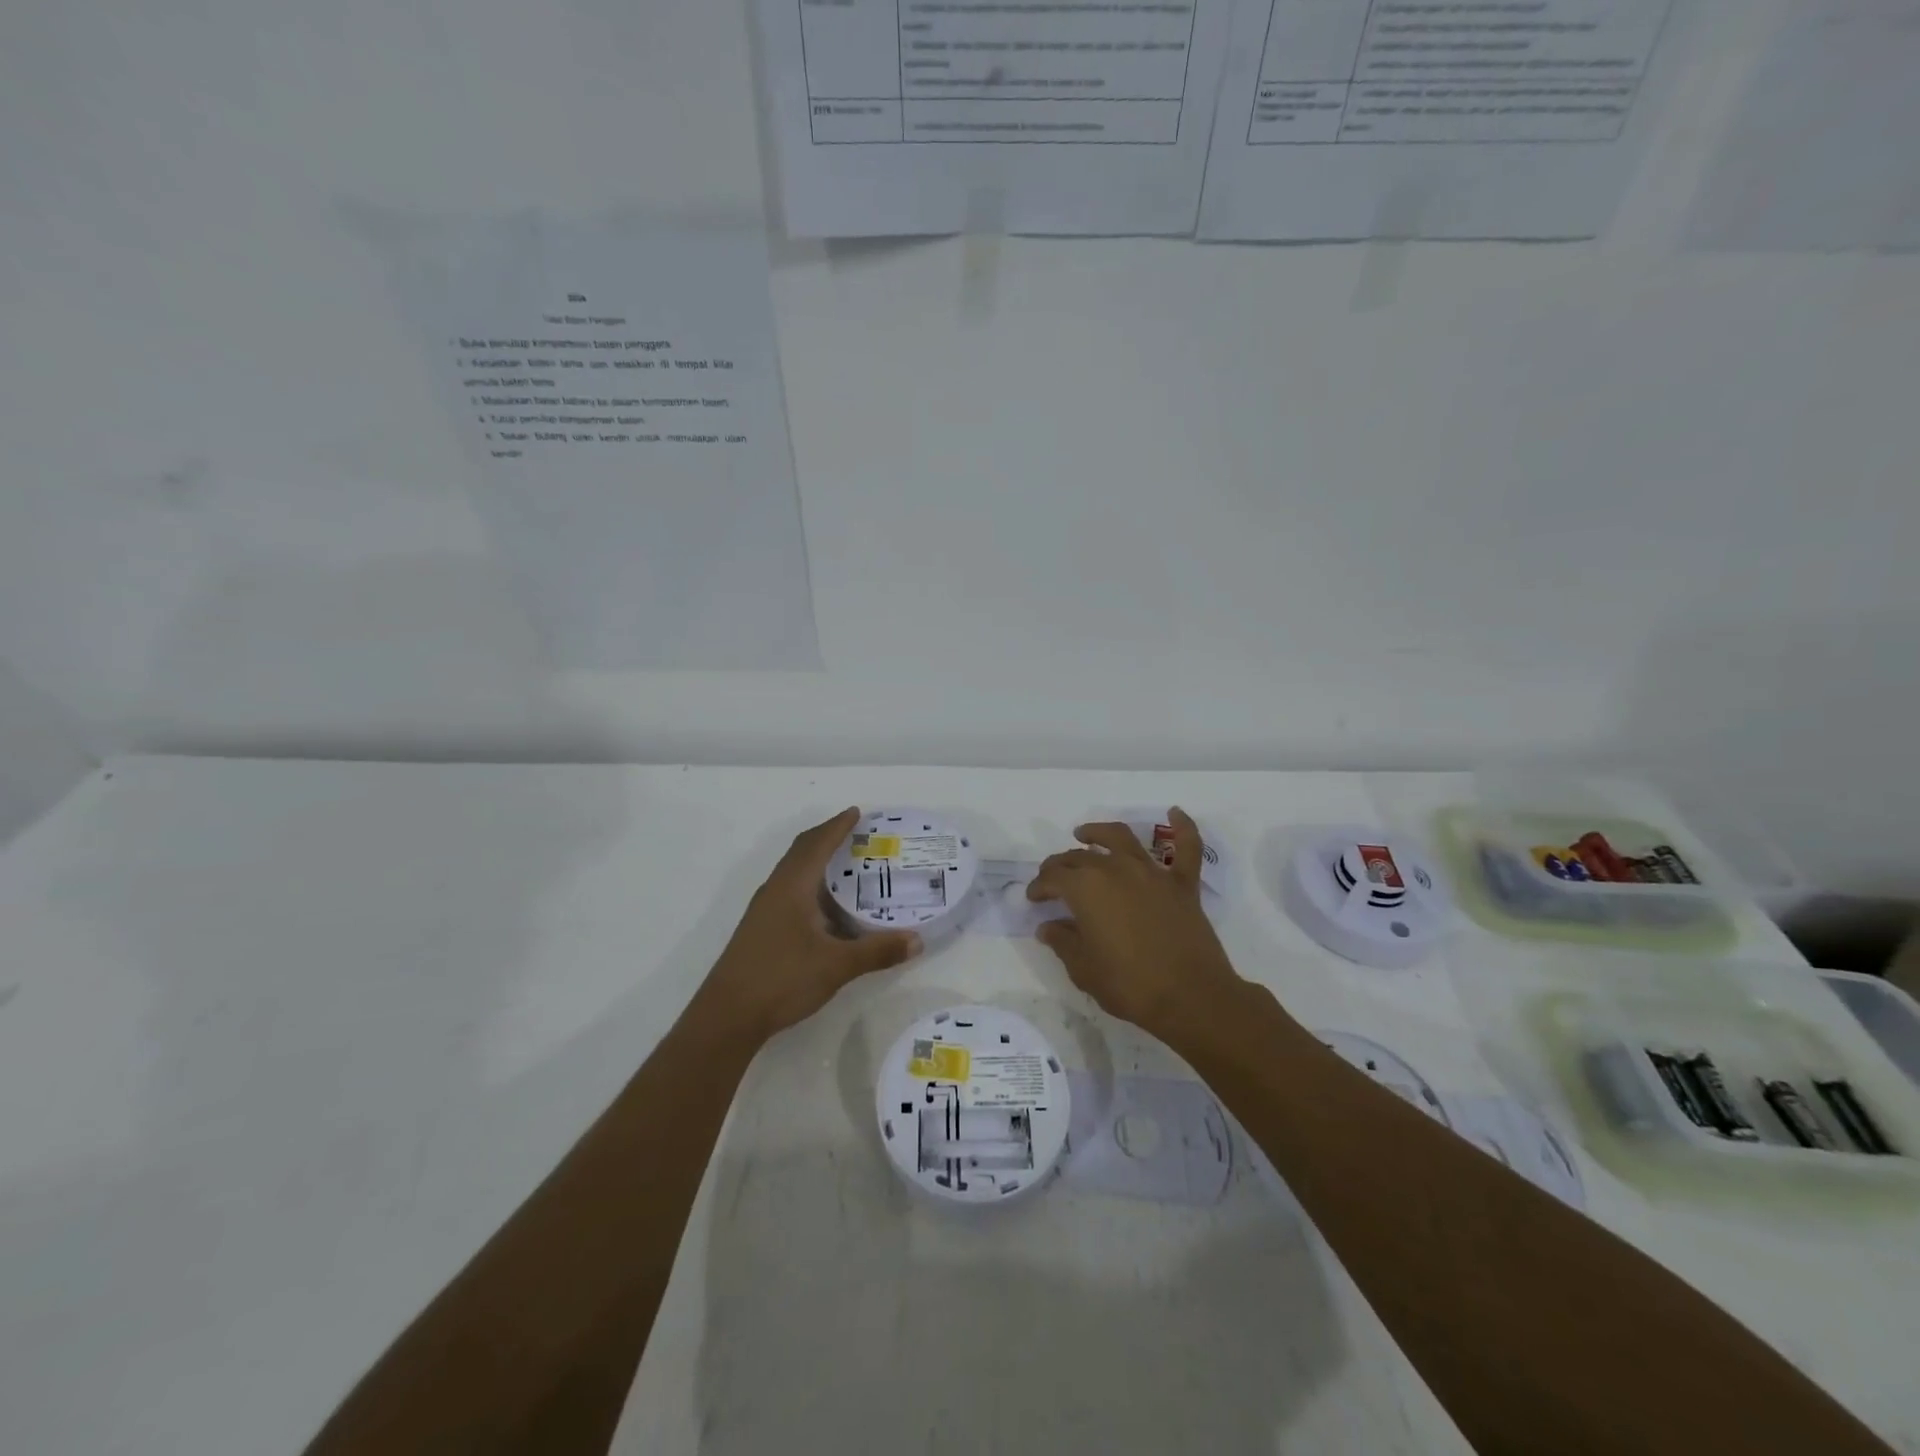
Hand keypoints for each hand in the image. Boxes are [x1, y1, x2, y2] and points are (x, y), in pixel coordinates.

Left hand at [700, 808, 922, 1041]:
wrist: (727, 1016)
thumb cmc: (781, 979)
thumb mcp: (836, 965)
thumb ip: (877, 951)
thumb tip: (917, 941)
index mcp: (792, 887)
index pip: (817, 844)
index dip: (838, 826)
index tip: (857, 812)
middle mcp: (775, 890)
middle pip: (801, 851)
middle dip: (826, 837)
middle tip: (855, 832)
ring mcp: (764, 910)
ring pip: (793, 872)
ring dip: (816, 860)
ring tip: (844, 864)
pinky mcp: (760, 929)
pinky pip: (789, 890)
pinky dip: (809, 883)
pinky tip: (824, 906)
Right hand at [1026, 808, 1244, 1040]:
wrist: (1191, 997)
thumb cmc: (1130, 986)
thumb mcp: (1084, 969)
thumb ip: (1063, 942)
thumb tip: (1048, 927)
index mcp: (1086, 889)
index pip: (1053, 878)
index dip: (1039, 887)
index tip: (1033, 899)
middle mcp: (1116, 870)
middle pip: (1080, 857)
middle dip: (1060, 865)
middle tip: (1052, 878)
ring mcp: (1152, 873)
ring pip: (1121, 838)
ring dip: (1099, 833)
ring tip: (1085, 835)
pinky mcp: (1182, 884)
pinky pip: (1186, 848)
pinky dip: (1183, 827)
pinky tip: (1175, 812)